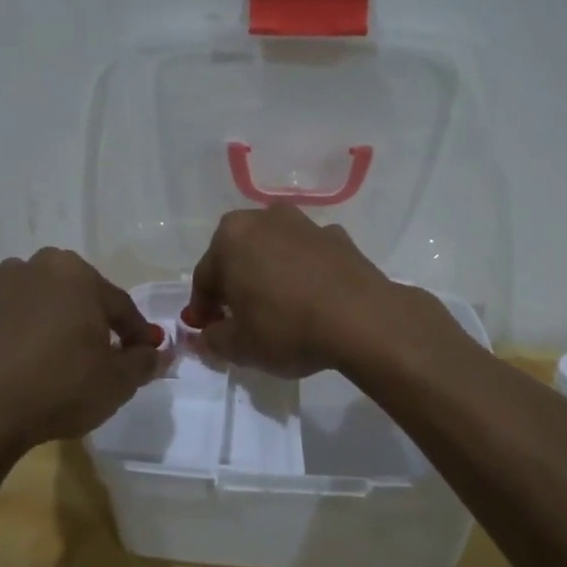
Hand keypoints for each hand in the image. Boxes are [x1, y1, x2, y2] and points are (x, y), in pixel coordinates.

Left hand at [0, 249, 160, 451]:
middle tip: (110, 356)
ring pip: (45, 307)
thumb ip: (144, 362)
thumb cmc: (62, 385)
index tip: (147, 355)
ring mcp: (0, 292)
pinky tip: (35, 367)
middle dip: (97, 322)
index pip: (120, 304)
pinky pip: (16, 325)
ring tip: (69, 360)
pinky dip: (29, 339)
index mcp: (76, 273)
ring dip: (60, 326)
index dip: (137, 333)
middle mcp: (36, 269)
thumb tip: (157, 354)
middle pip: (80, 297)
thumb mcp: (119, 380)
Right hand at [188, 206, 435, 377]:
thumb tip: (207, 337)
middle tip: (239, 318)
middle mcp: (264, 219)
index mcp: (230, 238)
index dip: (203, 309)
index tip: (207, 331)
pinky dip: (303, 274)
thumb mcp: (240, 347)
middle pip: (238, 256)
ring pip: (273, 252)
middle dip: (234, 285)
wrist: (363, 320)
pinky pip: (307, 257)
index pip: (204, 278)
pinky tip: (311, 301)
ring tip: (277, 309)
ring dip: (269, 275)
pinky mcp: (338, 237)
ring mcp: (305, 224)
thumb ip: (213, 340)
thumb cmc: (287, 328)